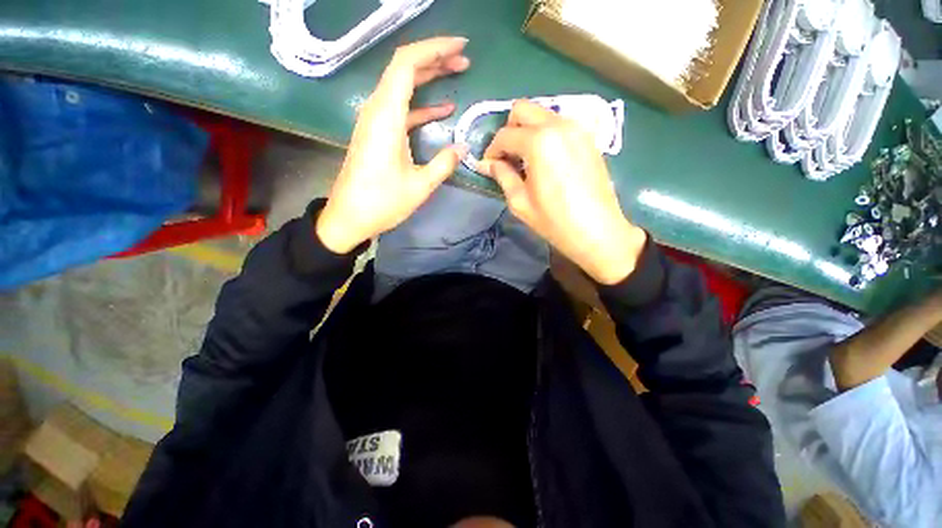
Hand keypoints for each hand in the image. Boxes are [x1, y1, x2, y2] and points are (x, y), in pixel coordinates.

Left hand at [316, 37, 470, 253]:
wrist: (349, 217)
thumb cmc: (381, 203)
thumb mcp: (419, 187)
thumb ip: (443, 164)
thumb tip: (462, 148)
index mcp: (385, 117)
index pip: (406, 64)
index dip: (433, 49)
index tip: (459, 47)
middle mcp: (377, 111)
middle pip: (403, 69)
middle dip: (435, 59)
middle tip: (464, 60)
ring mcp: (375, 121)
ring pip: (402, 86)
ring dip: (429, 78)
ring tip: (456, 73)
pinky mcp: (377, 133)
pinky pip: (401, 108)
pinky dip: (422, 105)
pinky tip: (442, 109)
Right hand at [478, 100, 645, 284]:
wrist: (597, 231)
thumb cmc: (554, 221)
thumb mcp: (520, 202)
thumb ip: (502, 176)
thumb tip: (486, 164)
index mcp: (539, 142)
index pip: (504, 135)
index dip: (491, 150)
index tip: (489, 166)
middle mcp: (558, 125)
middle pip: (522, 109)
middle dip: (508, 130)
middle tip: (507, 156)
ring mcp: (577, 128)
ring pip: (542, 114)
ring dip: (527, 130)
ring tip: (526, 159)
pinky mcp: (588, 137)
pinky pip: (559, 124)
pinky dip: (546, 134)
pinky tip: (546, 159)